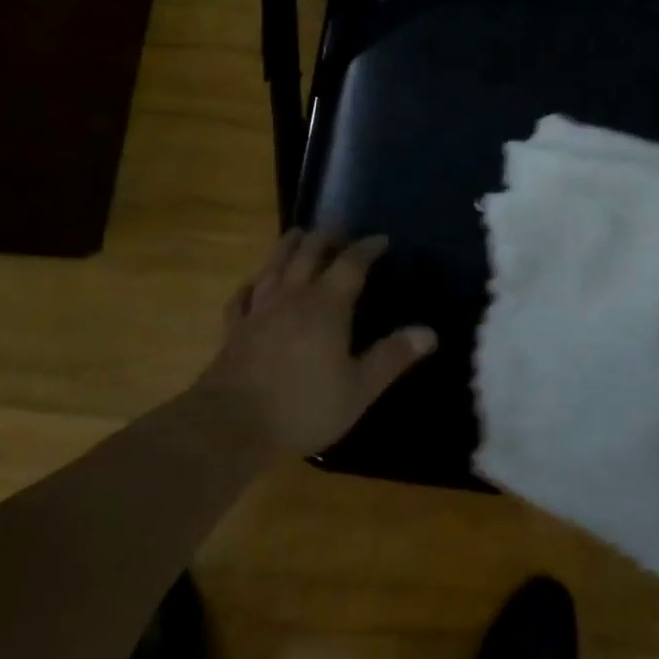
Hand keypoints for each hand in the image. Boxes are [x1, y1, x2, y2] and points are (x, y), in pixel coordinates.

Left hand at [195, 229, 436, 462]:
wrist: (229, 426)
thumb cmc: (302, 407)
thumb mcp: (359, 389)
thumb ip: (393, 357)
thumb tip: (429, 332)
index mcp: (326, 305)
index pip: (351, 263)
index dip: (367, 247)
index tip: (381, 239)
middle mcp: (292, 296)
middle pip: (309, 252)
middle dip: (328, 236)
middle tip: (341, 231)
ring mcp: (259, 310)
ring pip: (274, 264)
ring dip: (289, 245)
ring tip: (299, 233)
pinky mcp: (234, 329)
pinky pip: (243, 296)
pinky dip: (253, 283)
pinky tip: (254, 283)